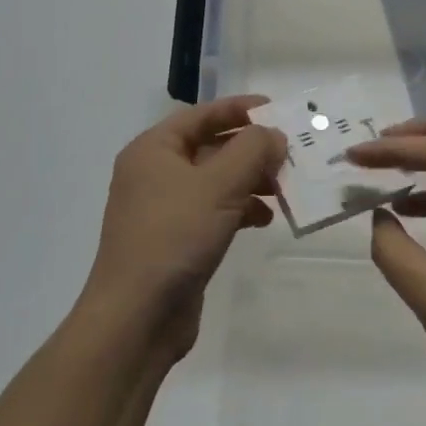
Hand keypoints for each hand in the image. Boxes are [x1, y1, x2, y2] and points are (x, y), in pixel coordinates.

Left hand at [81, 96, 285, 361]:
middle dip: (250, 150)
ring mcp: (163, 209)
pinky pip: (213, 211)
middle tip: (290, 154)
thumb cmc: (174, 236)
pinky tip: (265, 219)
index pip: (201, 115)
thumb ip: (251, 150)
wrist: (136, 317)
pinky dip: (239, 209)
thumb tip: (273, 134)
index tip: (276, 109)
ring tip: (284, 188)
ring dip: (250, 180)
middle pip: (210, 147)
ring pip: (215, 181)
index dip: (239, 109)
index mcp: (153, 150)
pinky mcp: (175, 240)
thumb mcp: (218, 185)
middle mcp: (154, 173)